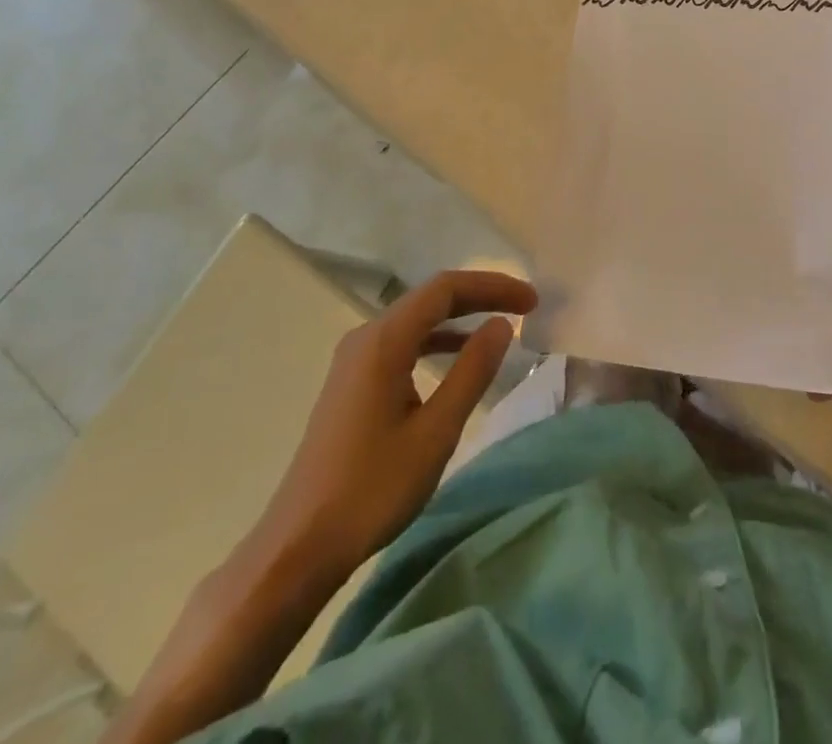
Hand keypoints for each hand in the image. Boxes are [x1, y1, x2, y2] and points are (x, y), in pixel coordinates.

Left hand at [253, 269, 538, 579]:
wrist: (299, 545)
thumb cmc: (373, 487)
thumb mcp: (436, 431)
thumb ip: (472, 371)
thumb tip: (501, 324)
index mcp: (384, 340)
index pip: (446, 289)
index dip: (492, 286)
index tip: (531, 300)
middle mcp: (366, 337)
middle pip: (430, 299)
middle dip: (479, 297)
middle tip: (525, 307)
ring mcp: (354, 360)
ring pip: (416, 321)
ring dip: (459, 318)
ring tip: (499, 328)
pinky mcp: (351, 383)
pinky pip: (402, 344)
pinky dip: (436, 342)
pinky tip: (456, 360)